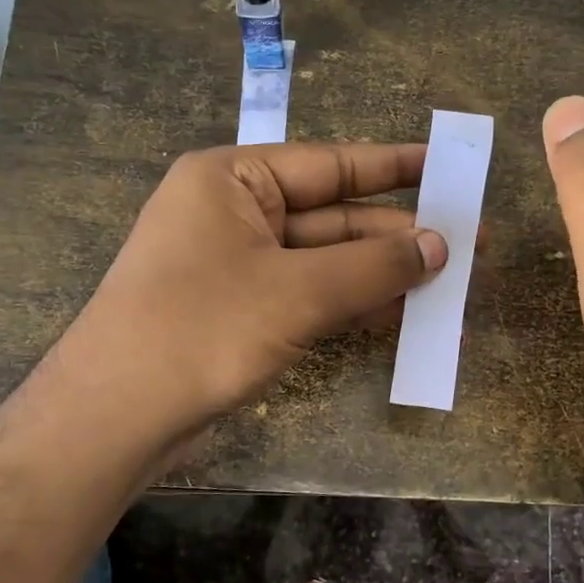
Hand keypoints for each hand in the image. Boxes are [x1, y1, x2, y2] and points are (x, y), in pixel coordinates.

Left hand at [60, 142, 447, 437]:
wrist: (115, 418)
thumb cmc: (202, 329)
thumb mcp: (297, 291)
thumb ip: (373, 266)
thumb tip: (440, 246)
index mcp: (232, 178)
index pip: (330, 163)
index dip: (394, 167)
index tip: (447, 167)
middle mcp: (234, 212)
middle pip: (333, 216)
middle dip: (398, 235)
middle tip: (468, 243)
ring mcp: (237, 265)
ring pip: (326, 262)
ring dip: (382, 275)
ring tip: (450, 283)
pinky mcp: (242, 311)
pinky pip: (310, 296)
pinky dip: (353, 305)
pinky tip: (404, 315)